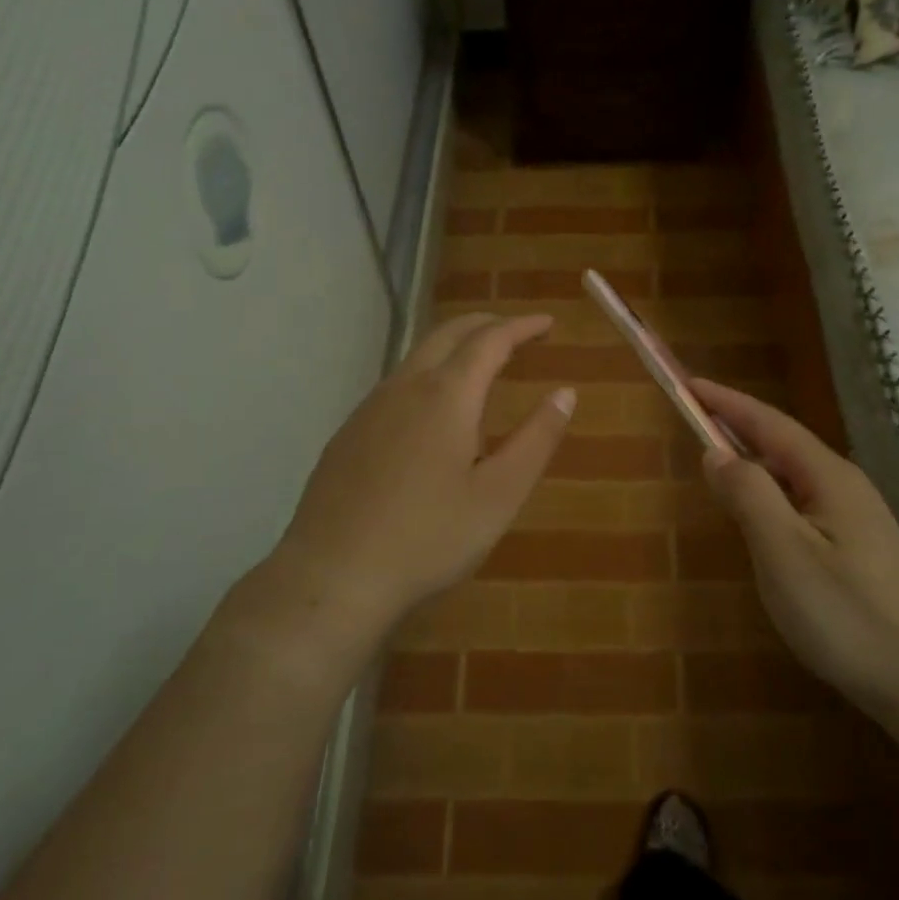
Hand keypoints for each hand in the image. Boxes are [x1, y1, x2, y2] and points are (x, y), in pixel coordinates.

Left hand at [273, 314, 573, 635]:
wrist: (333, 576)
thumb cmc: (429, 537)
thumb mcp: (500, 495)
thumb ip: (536, 439)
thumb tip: (565, 393)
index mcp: (447, 395)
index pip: (490, 340)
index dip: (522, 326)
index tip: (548, 323)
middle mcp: (405, 387)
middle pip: (448, 334)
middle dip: (486, 324)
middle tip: (517, 331)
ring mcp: (369, 408)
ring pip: (417, 357)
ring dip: (454, 347)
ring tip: (480, 364)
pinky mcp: (348, 433)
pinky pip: (396, 385)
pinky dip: (427, 374)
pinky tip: (431, 410)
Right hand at [693, 379, 898, 719]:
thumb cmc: (845, 615)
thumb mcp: (784, 553)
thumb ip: (748, 495)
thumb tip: (716, 453)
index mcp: (830, 478)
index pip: (770, 424)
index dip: (728, 402)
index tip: (689, 384)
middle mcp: (846, 487)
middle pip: (783, 445)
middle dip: (738, 429)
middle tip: (694, 422)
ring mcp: (857, 518)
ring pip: (793, 477)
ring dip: (753, 465)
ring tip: (716, 467)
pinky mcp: (858, 548)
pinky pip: (803, 505)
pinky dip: (770, 497)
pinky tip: (758, 521)